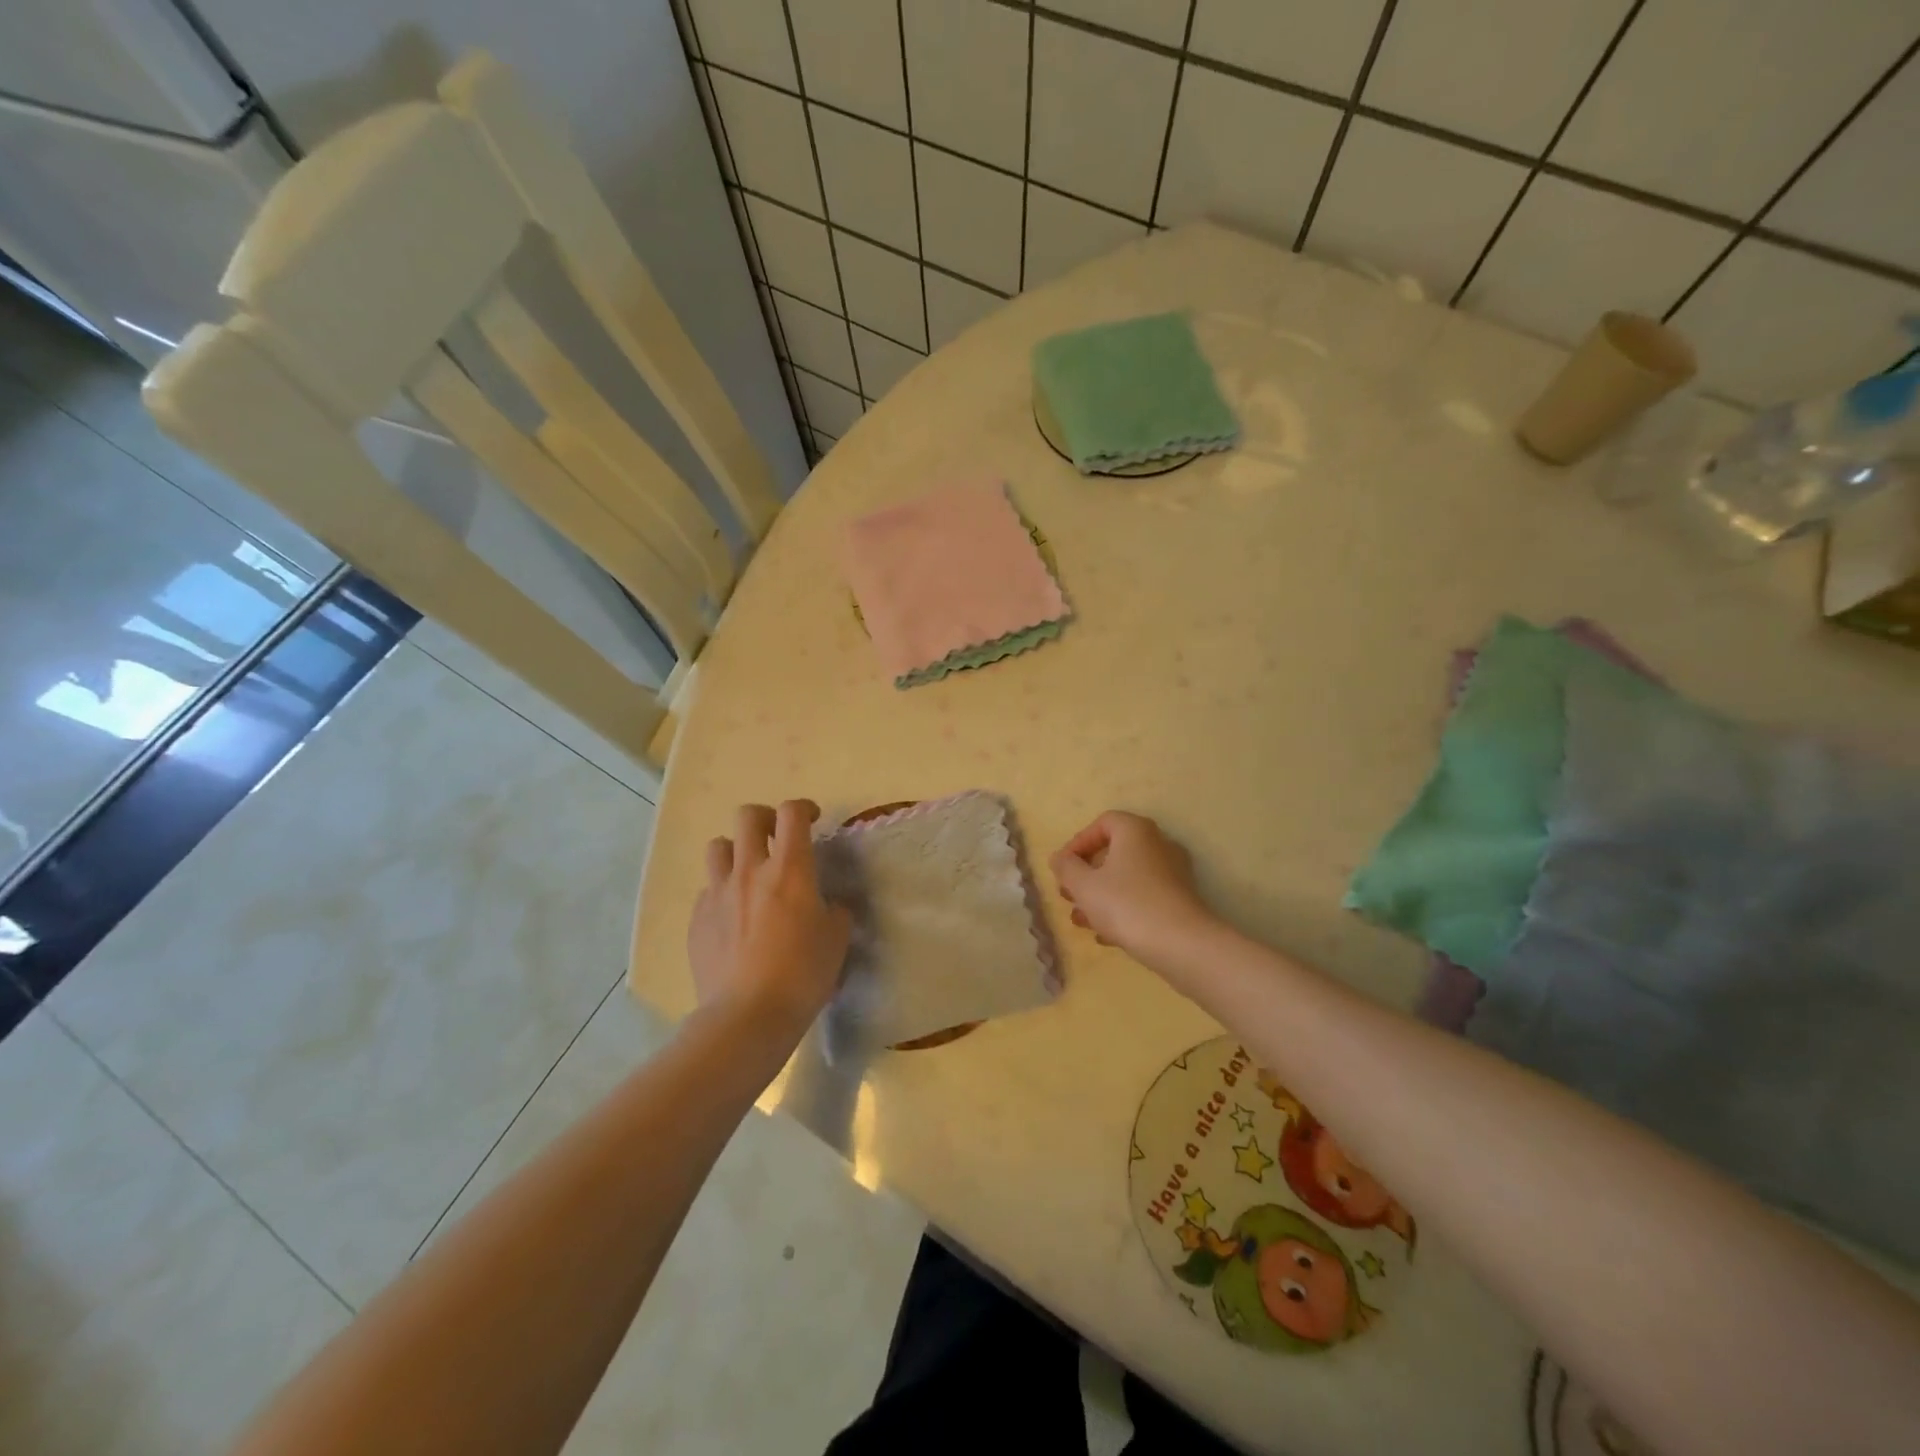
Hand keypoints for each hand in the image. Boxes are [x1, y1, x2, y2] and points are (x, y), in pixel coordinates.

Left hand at [688, 801, 851, 1047]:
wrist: (747, 1016)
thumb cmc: (802, 974)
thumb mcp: (836, 940)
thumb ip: (835, 911)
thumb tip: (829, 906)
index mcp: (790, 869)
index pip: (792, 813)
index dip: (804, 808)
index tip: (814, 820)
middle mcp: (750, 870)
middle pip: (748, 816)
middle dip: (765, 819)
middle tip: (777, 839)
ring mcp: (718, 893)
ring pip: (718, 847)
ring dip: (736, 851)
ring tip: (749, 874)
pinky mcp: (697, 919)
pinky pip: (707, 890)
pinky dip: (722, 893)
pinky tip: (733, 918)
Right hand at [1050, 811, 1216, 968]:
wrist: (1182, 944)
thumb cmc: (1127, 905)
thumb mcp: (1085, 886)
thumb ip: (1066, 868)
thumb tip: (1059, 858)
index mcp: (1135, 831)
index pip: (1102, 823)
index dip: (1078, 843)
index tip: (1063, 868)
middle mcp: (1158, 844)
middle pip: (1115, 851)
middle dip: (1087, 874)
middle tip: (1068, 895)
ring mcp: (1173, 872)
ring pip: (1128, 877)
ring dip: (1101, 895)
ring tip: (1081, 920)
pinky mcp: (1180, 899)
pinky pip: (1144, 896)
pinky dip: (1123, 908)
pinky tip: (1106, 934)